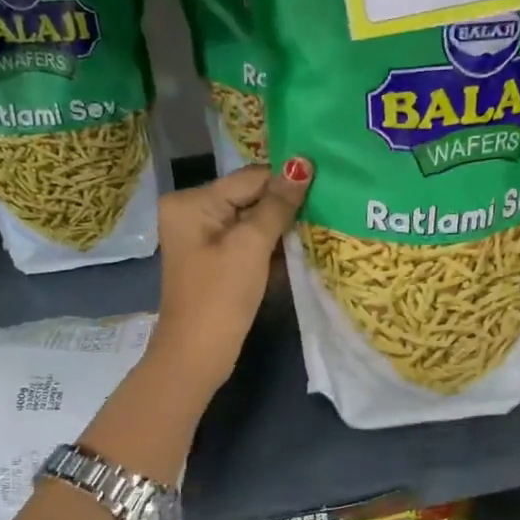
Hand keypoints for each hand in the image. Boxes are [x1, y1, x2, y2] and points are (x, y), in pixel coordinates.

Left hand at [146, 158, 313, 396]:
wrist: (197, 355)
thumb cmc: (221, 296)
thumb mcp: (251, 246)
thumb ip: (277, 204)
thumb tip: (302, 164)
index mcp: (191, 202)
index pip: (250, 178)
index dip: (287, 182)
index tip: (327, 184)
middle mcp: (192, 213)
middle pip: (250, 198)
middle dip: (285, 206)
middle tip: (328, 206)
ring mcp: (202, 239)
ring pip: (252, 222)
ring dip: (282, 227)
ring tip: (320, 225)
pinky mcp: (215, 262)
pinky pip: (247, 243)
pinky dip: (270, 246)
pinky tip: (299, 249)